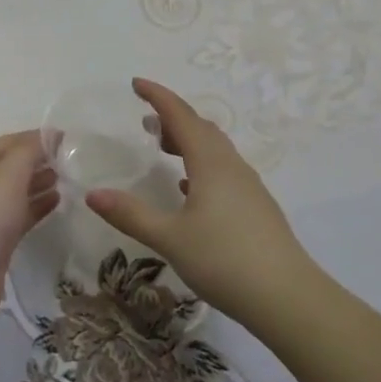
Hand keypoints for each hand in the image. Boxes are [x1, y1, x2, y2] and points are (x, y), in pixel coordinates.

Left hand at [0, 131, 56, 341]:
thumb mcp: (6, 176)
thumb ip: (28, 153)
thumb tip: (48, 135)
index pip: (8, 143)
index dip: (35, 137)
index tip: (67, 137)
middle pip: (11, 167)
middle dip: (38, 160)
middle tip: (71, 159)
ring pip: (16, 193)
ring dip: (39, 183)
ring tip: (68, 179)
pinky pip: (20, 218)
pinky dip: (38, 208)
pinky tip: (57, 204)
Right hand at [85, 79, 319, 325]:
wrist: (287, 297)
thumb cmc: (225, 260)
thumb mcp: (170, 239)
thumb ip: (131, 215)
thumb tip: (93, 195)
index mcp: (210, 163)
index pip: (181, 116)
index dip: (158, 96)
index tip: (136, 84)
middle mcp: (232, 166)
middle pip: (201, 128)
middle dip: (173, 117)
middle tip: (146, 121)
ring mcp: (248, 187)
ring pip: (215, 149)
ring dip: (188, 141)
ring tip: (163, 148)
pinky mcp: (256, 207)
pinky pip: (224, 171)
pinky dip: (201, 166)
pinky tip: (189, 188)